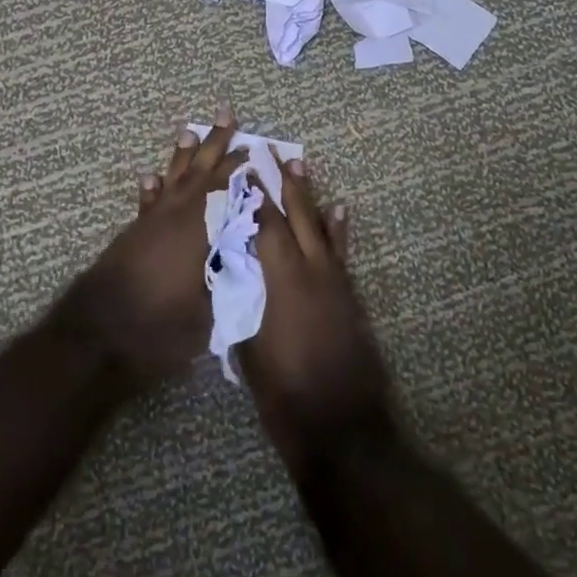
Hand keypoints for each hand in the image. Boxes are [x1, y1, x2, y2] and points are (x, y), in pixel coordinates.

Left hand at [55, 113, 247, 382]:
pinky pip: (148, 201)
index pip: (229, 188)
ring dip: (183, 155)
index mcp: (200, 229)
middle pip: (201, 171)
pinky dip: (152, 188)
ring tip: (190, 130)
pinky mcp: (133, 234)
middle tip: (227, 114)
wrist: (99, 336)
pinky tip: (153, 176)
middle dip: (217, 143)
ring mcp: (152, 222)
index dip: (245, 169)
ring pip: (173, 178)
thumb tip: (249, 259)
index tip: (260, 150)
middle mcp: (177, 215)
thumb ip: (231, 279)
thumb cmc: (159, 326)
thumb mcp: (209, 310)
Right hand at [240, 156, 392, 469]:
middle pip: (294, 214)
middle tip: (272, 151)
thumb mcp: (247, 344)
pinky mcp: (348, 295)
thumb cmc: (283, 391)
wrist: (339, 425)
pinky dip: (338, 228)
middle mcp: (309, 269)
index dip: (252, 194)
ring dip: (309, 195)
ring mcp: (333, 281)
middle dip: (282, 182)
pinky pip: (341, 251)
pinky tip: (338, 209)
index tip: (242, 167)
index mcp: (279, 279)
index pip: (264, 224)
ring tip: (300, 165)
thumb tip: (227, 269)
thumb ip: (239, 299)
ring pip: (319, 226)